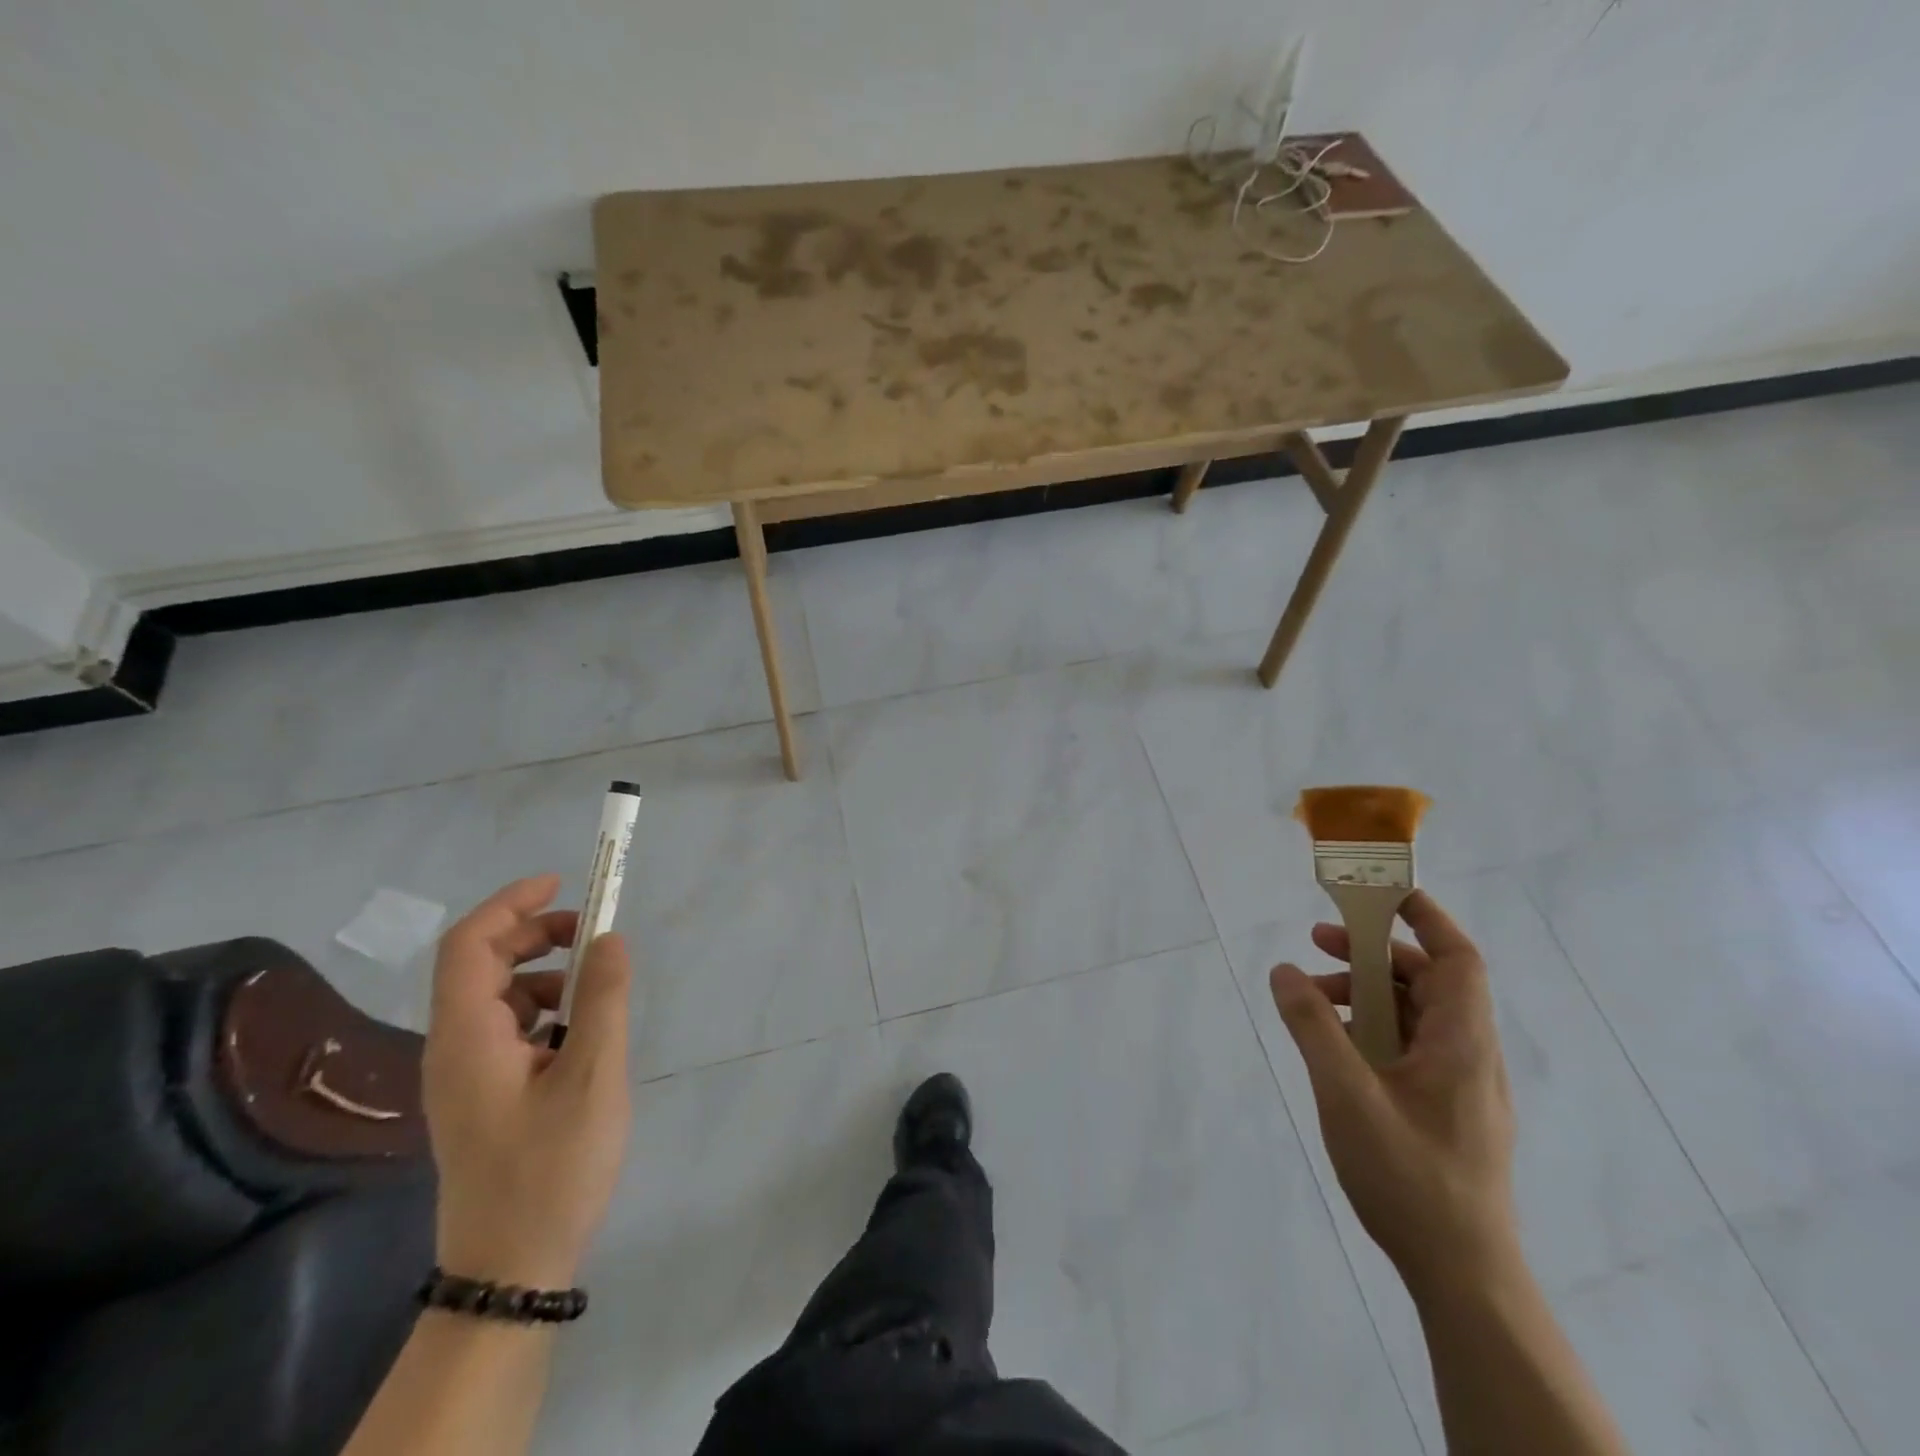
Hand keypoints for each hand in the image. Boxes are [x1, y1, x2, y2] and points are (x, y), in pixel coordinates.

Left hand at [423, 875, 632, 1289]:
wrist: (511, 1268)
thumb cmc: (552, 1168)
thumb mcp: (592, 1075)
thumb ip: (602, 999)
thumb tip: (610, 938)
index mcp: (467, 1037)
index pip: (469, 944)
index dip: (512, 903)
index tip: (563, 885)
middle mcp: (453, 1048)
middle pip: (481, 964)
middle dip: (538, 936)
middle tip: (595, 937)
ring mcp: (464, 1075)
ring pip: (498, 997)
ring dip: (546, 975)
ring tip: (596, 996)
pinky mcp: (481, 1095)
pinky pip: (507, 1029)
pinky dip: (545, 1012)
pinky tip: (580, 1039)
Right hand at [1268, 890, 1519, 1294]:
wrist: (1463, 1277)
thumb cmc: (1409, 1177)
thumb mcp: (1347, 1094)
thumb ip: (1312, 1027)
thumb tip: (1284, 970)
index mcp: (1462, 1043)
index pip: (1457, 958)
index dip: (1425, 917)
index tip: (1379, 892)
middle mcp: (1471, 1056)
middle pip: (1428, 981)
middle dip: (1373, 953)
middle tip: (1318, 943)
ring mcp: (1461, 1087)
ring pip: (1416, 1015)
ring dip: (1366, 994)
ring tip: (1313, 1000)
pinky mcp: (1447, 1111)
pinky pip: (1410, 1047)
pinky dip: (1372, 1029)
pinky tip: (1334, 1048)